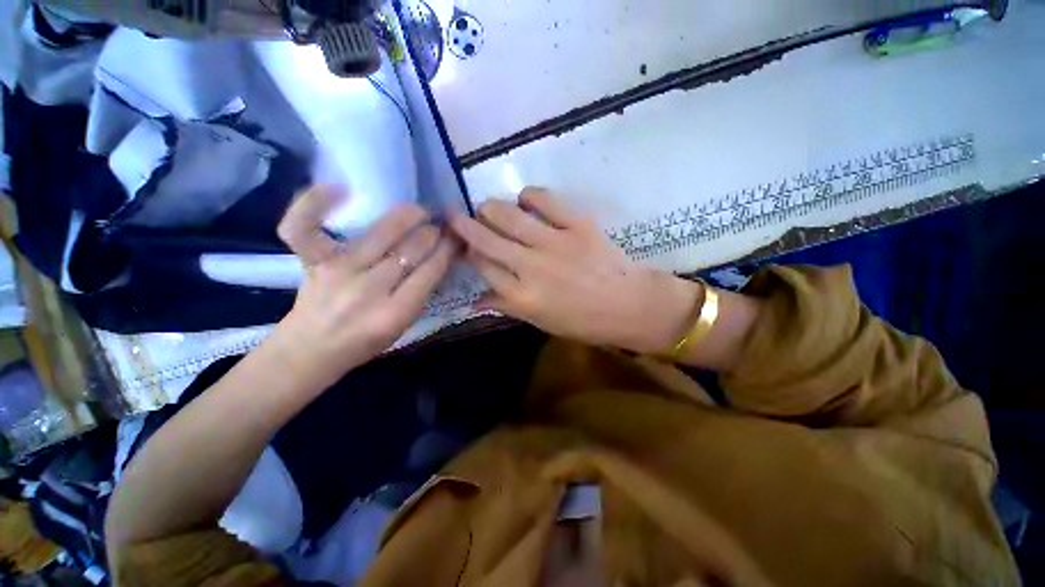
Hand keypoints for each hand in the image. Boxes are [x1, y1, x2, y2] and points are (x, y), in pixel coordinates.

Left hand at [274, 186, 458, 386]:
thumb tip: (440, 258)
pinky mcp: (313, 261)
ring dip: (408, 217)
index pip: (430, 271)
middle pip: (410, 251)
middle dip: (433, 234)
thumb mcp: (403, 326)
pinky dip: (315, 203)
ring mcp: (338, 271)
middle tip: (442, 225)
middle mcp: (368, 289)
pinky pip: (305, 227)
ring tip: (421, 211)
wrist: (311, 350)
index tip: (457, 237)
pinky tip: (340, 189)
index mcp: (395, 313)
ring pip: (380, 234)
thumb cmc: (364, 343)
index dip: (448, 250)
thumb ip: (421, 293)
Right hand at [450, 188, 701, 354]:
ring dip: (490, 208)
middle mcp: (530, 266)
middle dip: (464, 224)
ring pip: (507, 215)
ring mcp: (554, 242)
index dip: (467, 252)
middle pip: (486, 238)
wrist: (630, 306)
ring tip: (487, 208)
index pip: (482, 266)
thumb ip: (507, 307)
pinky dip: (529, 195)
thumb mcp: (541, 322)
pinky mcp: (577, 225)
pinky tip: (524, 200)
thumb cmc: (585, 322)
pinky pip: (545, 199)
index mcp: (522, 296)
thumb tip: (475, 302)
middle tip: (455, 216)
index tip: (461, 244)